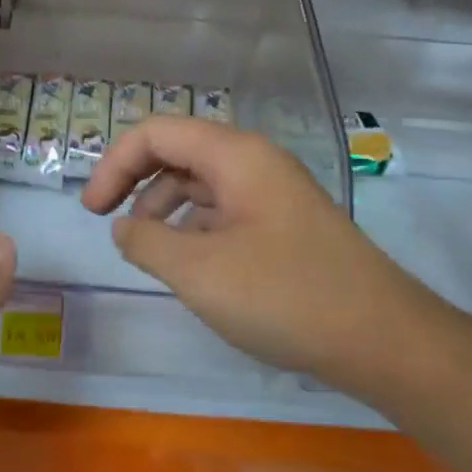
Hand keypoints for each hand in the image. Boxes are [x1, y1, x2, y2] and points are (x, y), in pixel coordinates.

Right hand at [81, 118, 436, 396]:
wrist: (379, 338)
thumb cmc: (283, 296)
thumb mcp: (197, 271)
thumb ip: (146, 242)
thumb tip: (124, 228)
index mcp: (236, 156)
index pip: (156, 133)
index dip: (114, 164)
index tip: (92, 211)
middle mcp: (256, 164)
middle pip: (179, 153)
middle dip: (136, 183)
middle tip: (109, 225)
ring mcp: (274, 196)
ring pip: (202, 185)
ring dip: (164, 209)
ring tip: (148, 252)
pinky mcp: (285, 228)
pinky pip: (225, 213)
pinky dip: (195, 230)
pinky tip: (189, 267)